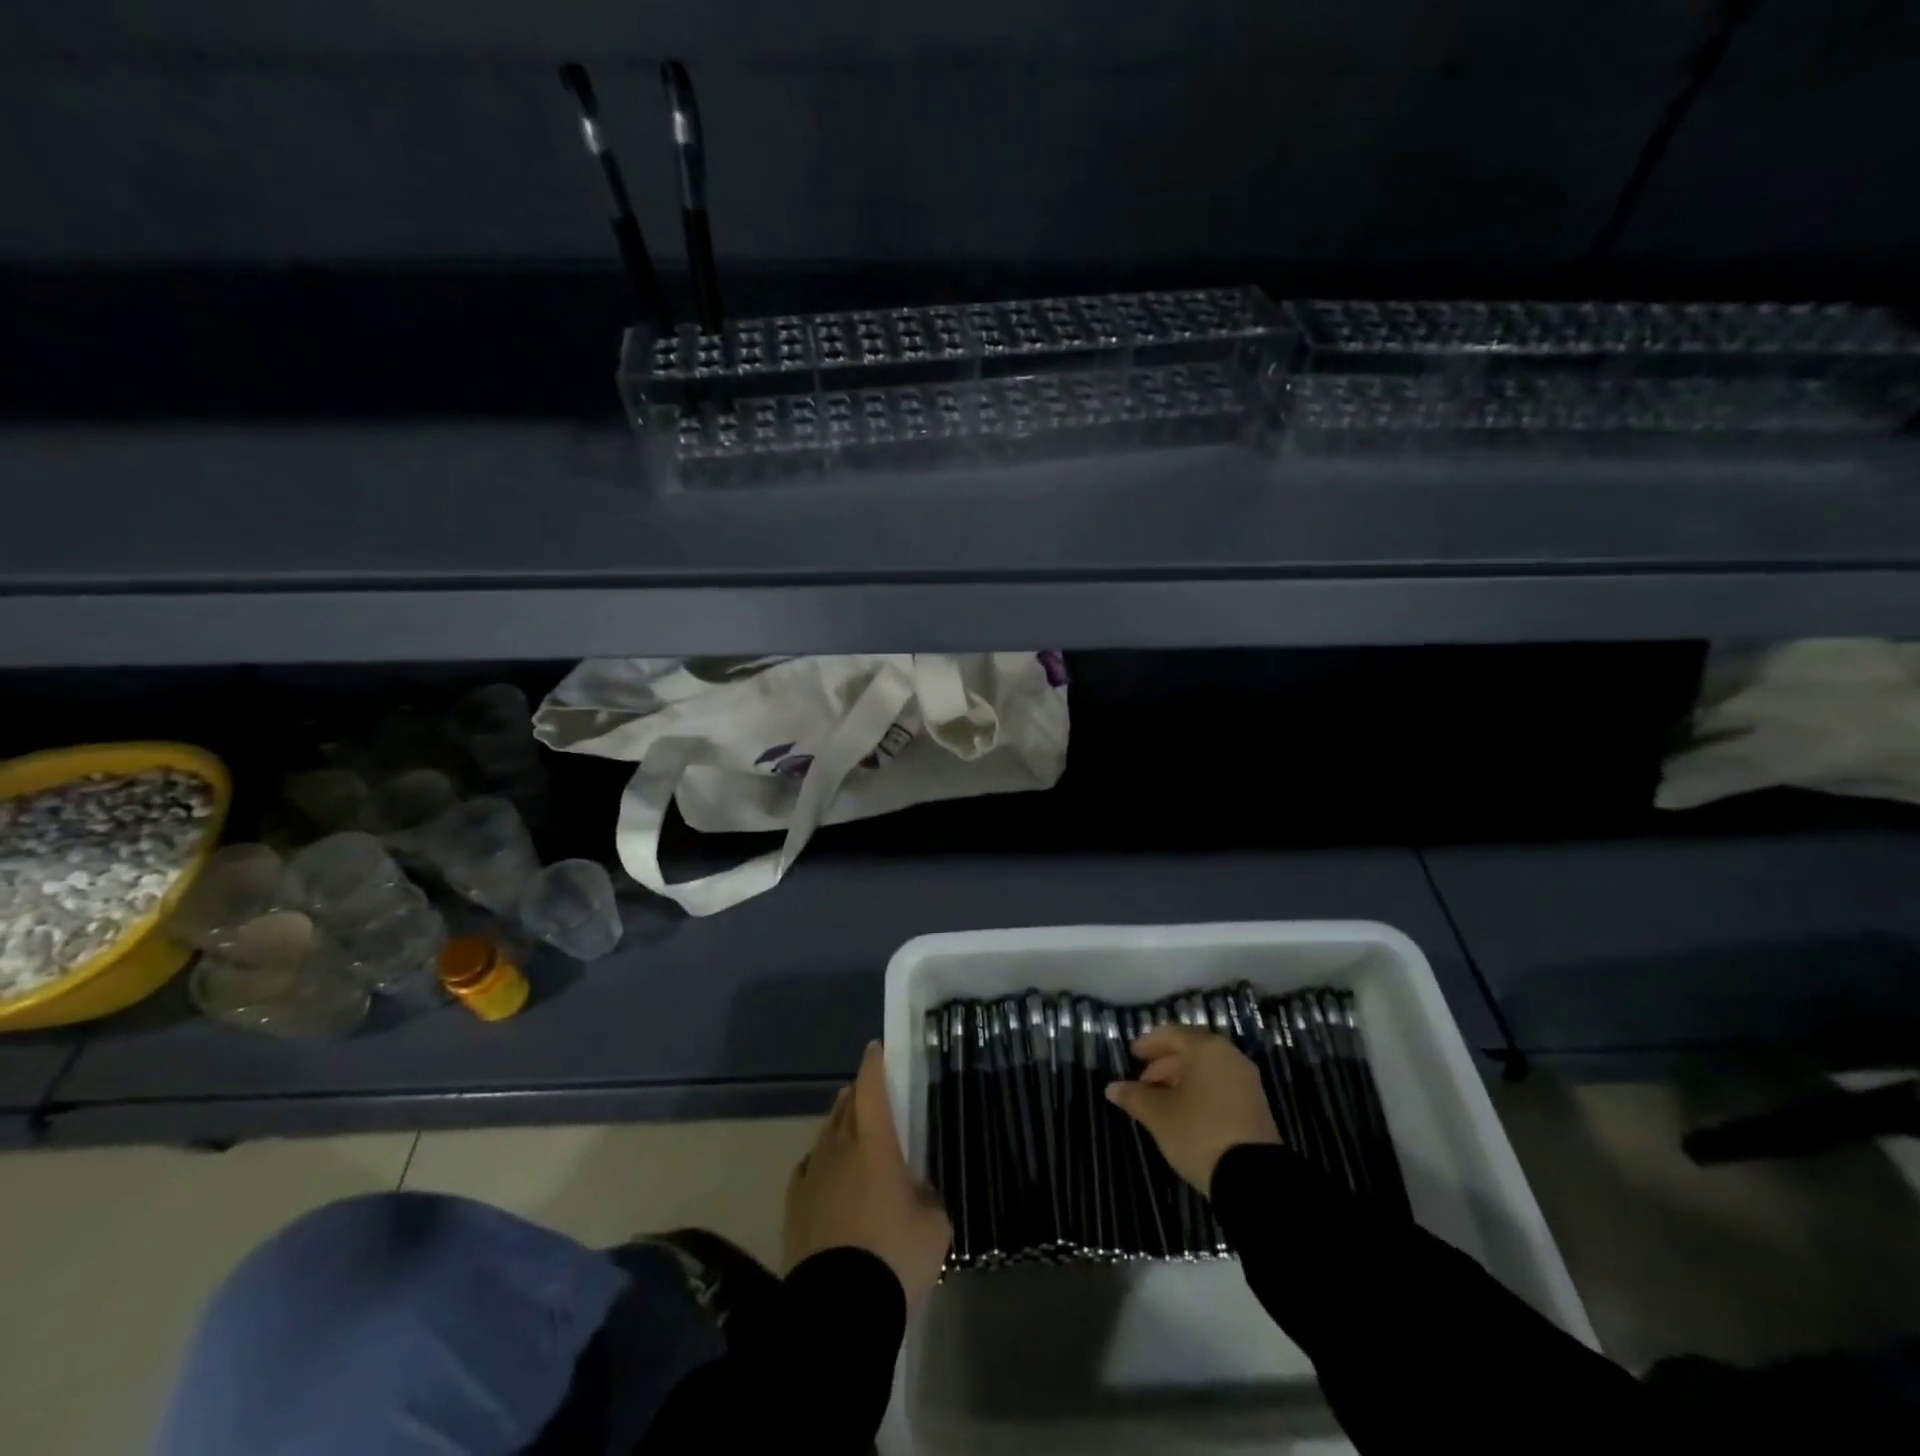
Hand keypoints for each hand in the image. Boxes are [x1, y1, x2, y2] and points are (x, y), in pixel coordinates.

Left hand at [784, 1040, 951, 1309]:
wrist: (838, 1310)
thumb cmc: (894, 1257)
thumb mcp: (934, 1226)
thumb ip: (927, 1197)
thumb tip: (917, 1191)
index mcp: (874, 1143)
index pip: (871, 1089)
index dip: (874, 1065)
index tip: (876, 1048)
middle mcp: (839, 1149)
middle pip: (845, 1107)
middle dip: (857, 1093)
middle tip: (868, 1091)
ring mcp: (811, 1176)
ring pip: (825, 1135)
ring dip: (838, 1123)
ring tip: (849, 1124)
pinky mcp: (794, 1207)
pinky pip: (808, 1168)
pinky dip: (820, 1160)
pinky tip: (825, 1169)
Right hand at [1105, 1023, 1280, 1195]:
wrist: (1252, 1178)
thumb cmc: (1198, 1132)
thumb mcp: (1158, 1115)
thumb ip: (1134, 1097)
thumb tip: (1112, 1088)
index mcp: (1206, 1048)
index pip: (1171, 1034)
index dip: (1148, 1043)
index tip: (1132, 1055)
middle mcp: (1229, 1056)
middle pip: (1191, 1050)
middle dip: (1164, 1063)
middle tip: (1143, 1080)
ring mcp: (1246, 1081)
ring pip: (1207, 1069)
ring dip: (1181, 1078)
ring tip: (1160, 1099)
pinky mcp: (1255, 1105)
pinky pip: (1220, 1085)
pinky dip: (1200, 1090)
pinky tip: (1185, 1111)